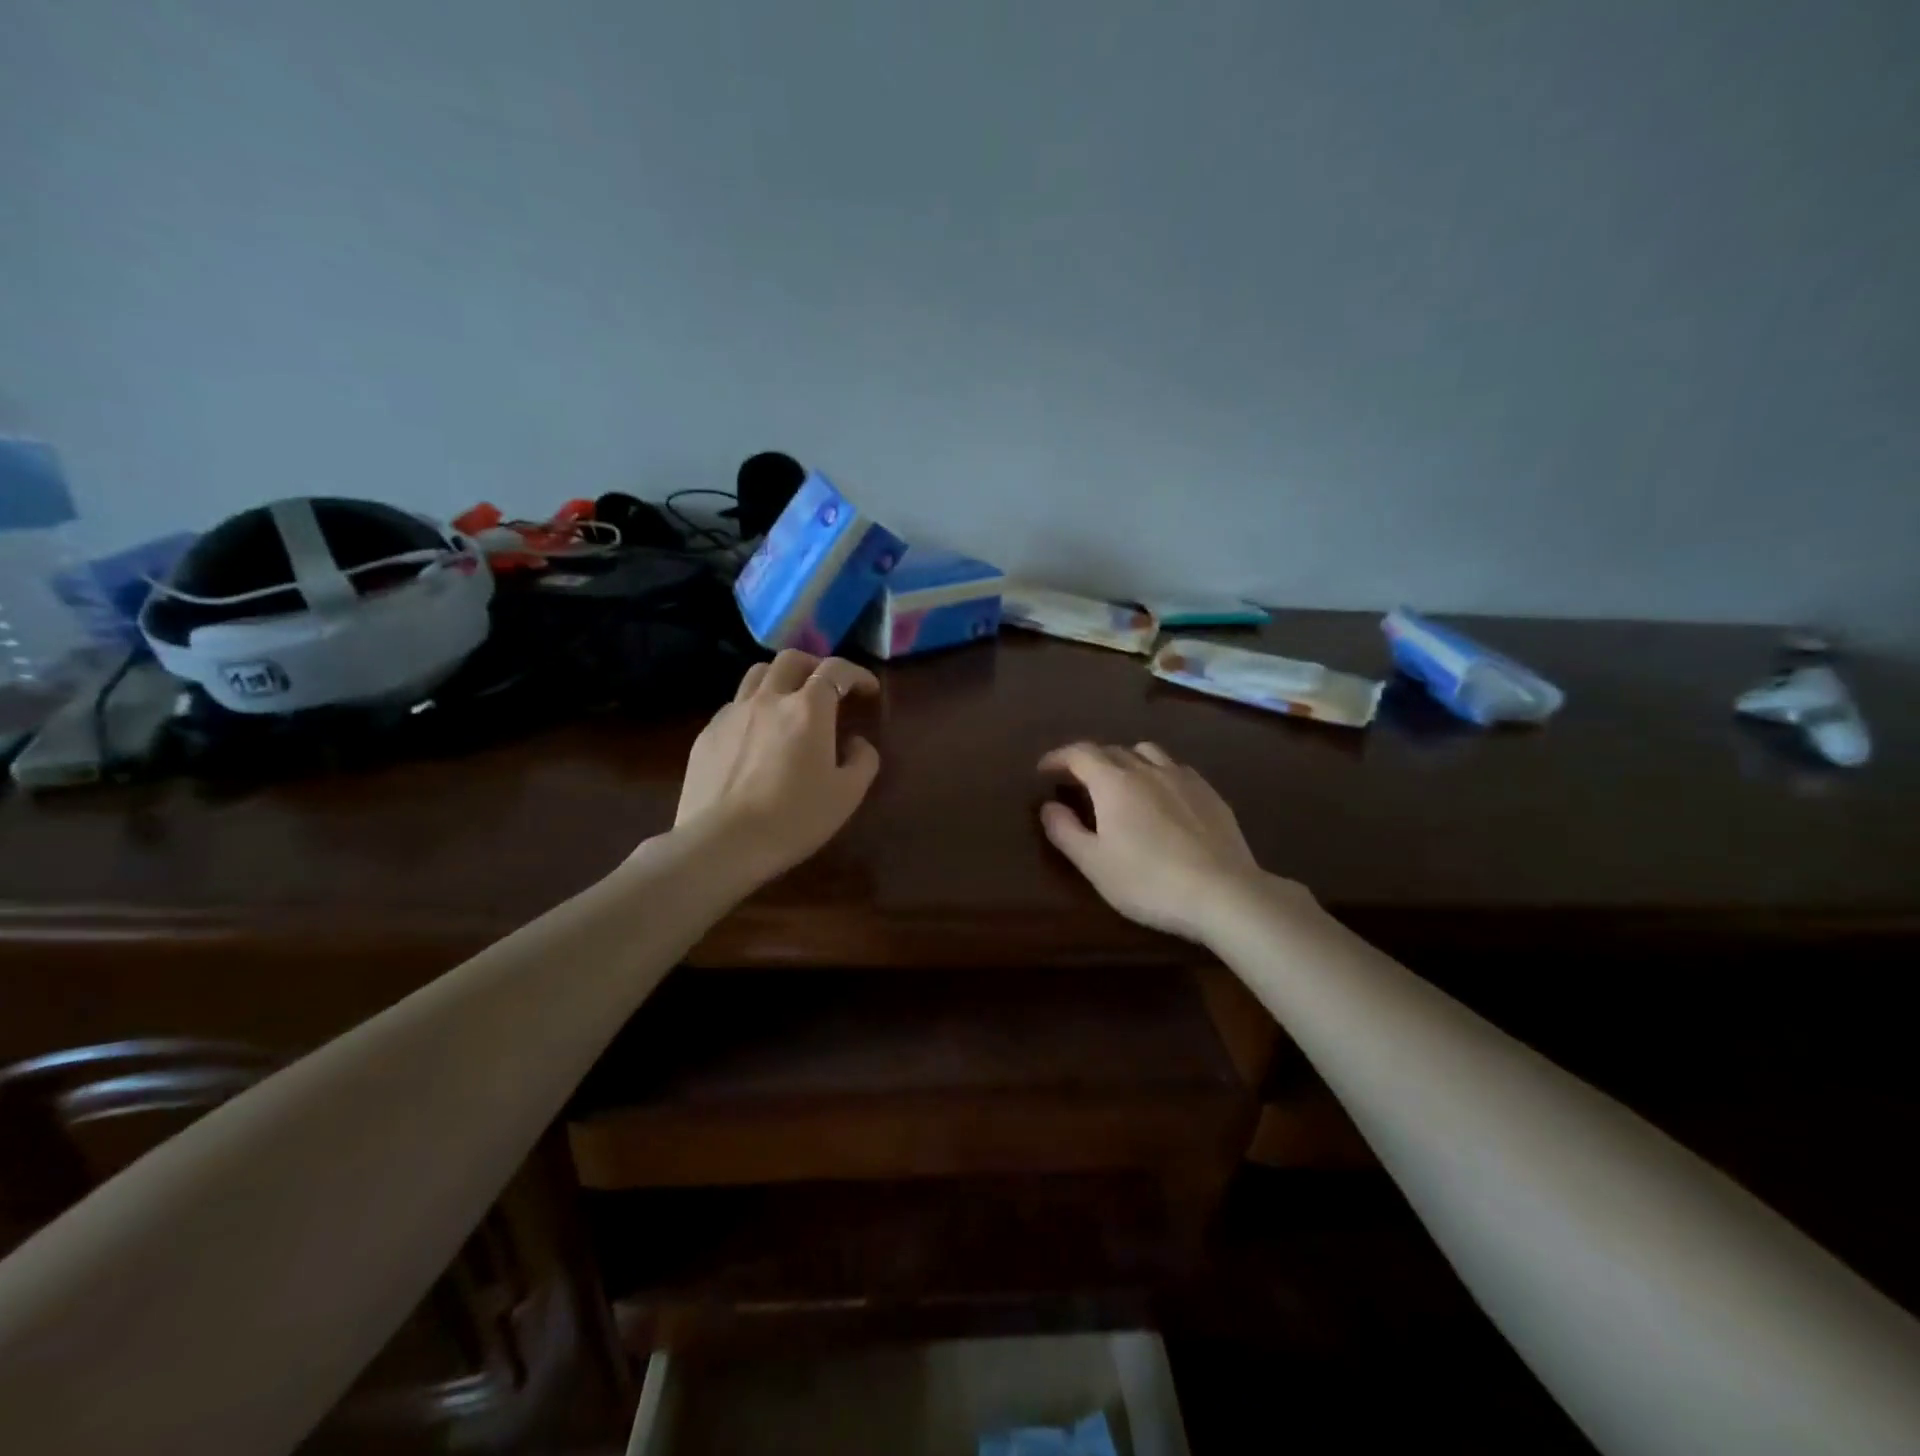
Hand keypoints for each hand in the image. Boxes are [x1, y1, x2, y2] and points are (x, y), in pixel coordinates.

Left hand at [673, 650, 880, 882]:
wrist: (722, 843)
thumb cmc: (793, 818)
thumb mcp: (847, 795)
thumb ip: (862, 760)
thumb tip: (855, 743)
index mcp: (808, 709)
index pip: (835, 670)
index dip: (857, 674)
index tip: (868, 690)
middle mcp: (769, 699)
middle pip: (791, 659)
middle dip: (815, 666)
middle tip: (827, 689)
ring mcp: (732, 713)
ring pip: (757, 674)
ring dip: (780, 678)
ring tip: (789, 702)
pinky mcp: (707, 734)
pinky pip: (734, 705)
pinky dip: (754, 707)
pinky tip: (757, 736)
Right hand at [1037, 741, 1294, 942]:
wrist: (1223, 893)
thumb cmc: (1148, 881)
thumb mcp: (1094, 863)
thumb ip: (1065, 831)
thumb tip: (1048, 806)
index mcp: (1114, 782)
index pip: (1079, 753)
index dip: (1057, 757)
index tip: (1043, 770)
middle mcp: (1147, 769)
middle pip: (1112, 750)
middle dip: (1089, 760)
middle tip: (1076, 781)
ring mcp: (1183, 778)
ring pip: (1147, 752)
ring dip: (1126, 760)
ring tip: (1121, 782)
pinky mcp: (1210, 793)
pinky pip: (1176, 768)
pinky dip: (1158, 773)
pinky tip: (1162, 797)